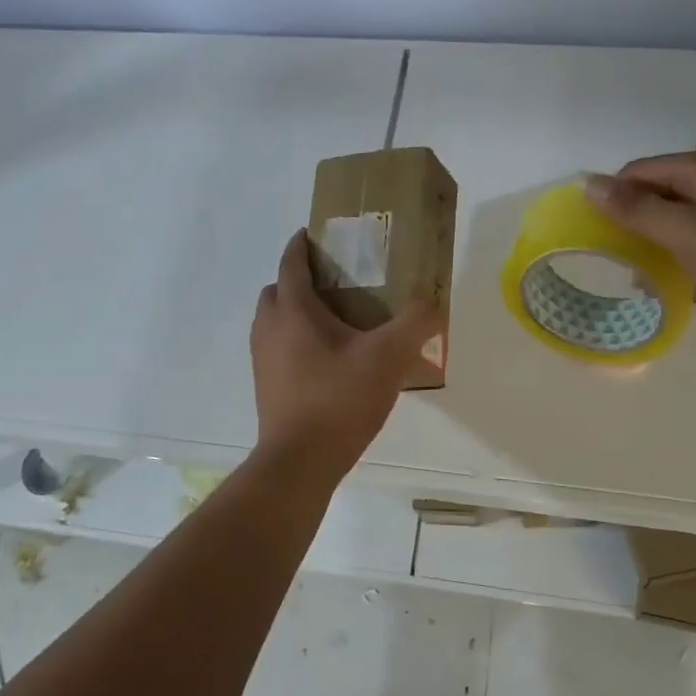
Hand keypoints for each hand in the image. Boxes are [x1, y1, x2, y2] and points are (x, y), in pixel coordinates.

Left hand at [250, 231, 437, 472]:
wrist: (299, 461)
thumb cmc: (339, 399)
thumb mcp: (388, 356)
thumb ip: (414, 323)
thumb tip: (432, 302)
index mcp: (293, 311)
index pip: (291, 263)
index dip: (301, 245)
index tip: (313, 233)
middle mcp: (269, 329)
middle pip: (277, 291)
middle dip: (298, 280)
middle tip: (333, 283)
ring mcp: (263, 361)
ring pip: (274, 322)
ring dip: (295, 313)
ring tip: (334, 322)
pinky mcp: (266, 388)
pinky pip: (278, 349)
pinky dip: (295, 342)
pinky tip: (329, 361)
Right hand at [584, 152, 695, 333]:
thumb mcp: (686, 232)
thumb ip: (635, 209)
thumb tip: (587, 181)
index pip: (638, 171)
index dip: (612, 196)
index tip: (593, 232)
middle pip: (657, 190)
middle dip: (631, 217)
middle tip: (611, 253)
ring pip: (675, 214)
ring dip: (652, 236)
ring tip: (634, 268)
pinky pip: (695, 234)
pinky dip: (676, 250)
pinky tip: (670, 275)